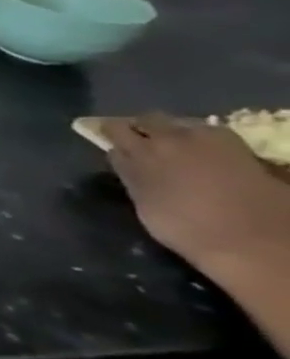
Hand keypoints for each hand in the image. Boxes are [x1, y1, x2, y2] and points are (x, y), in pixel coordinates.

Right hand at [100, 115, 289, 271]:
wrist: (252, 238)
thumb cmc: (185, 226)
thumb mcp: (144, 202)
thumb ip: (130, 174)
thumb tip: (119, 155)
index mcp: (139, 152)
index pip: (114, 130)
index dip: (107, 133)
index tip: (105, 138)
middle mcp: (170, 139)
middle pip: (148, 120)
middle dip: (141, 127)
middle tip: (139, 140)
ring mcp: (206, 140)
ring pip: (180, 123)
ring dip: (172, 130)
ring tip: (172, 146)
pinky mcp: (238, 146)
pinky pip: (209, 132)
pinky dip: (201, 137)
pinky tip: (203, 152)